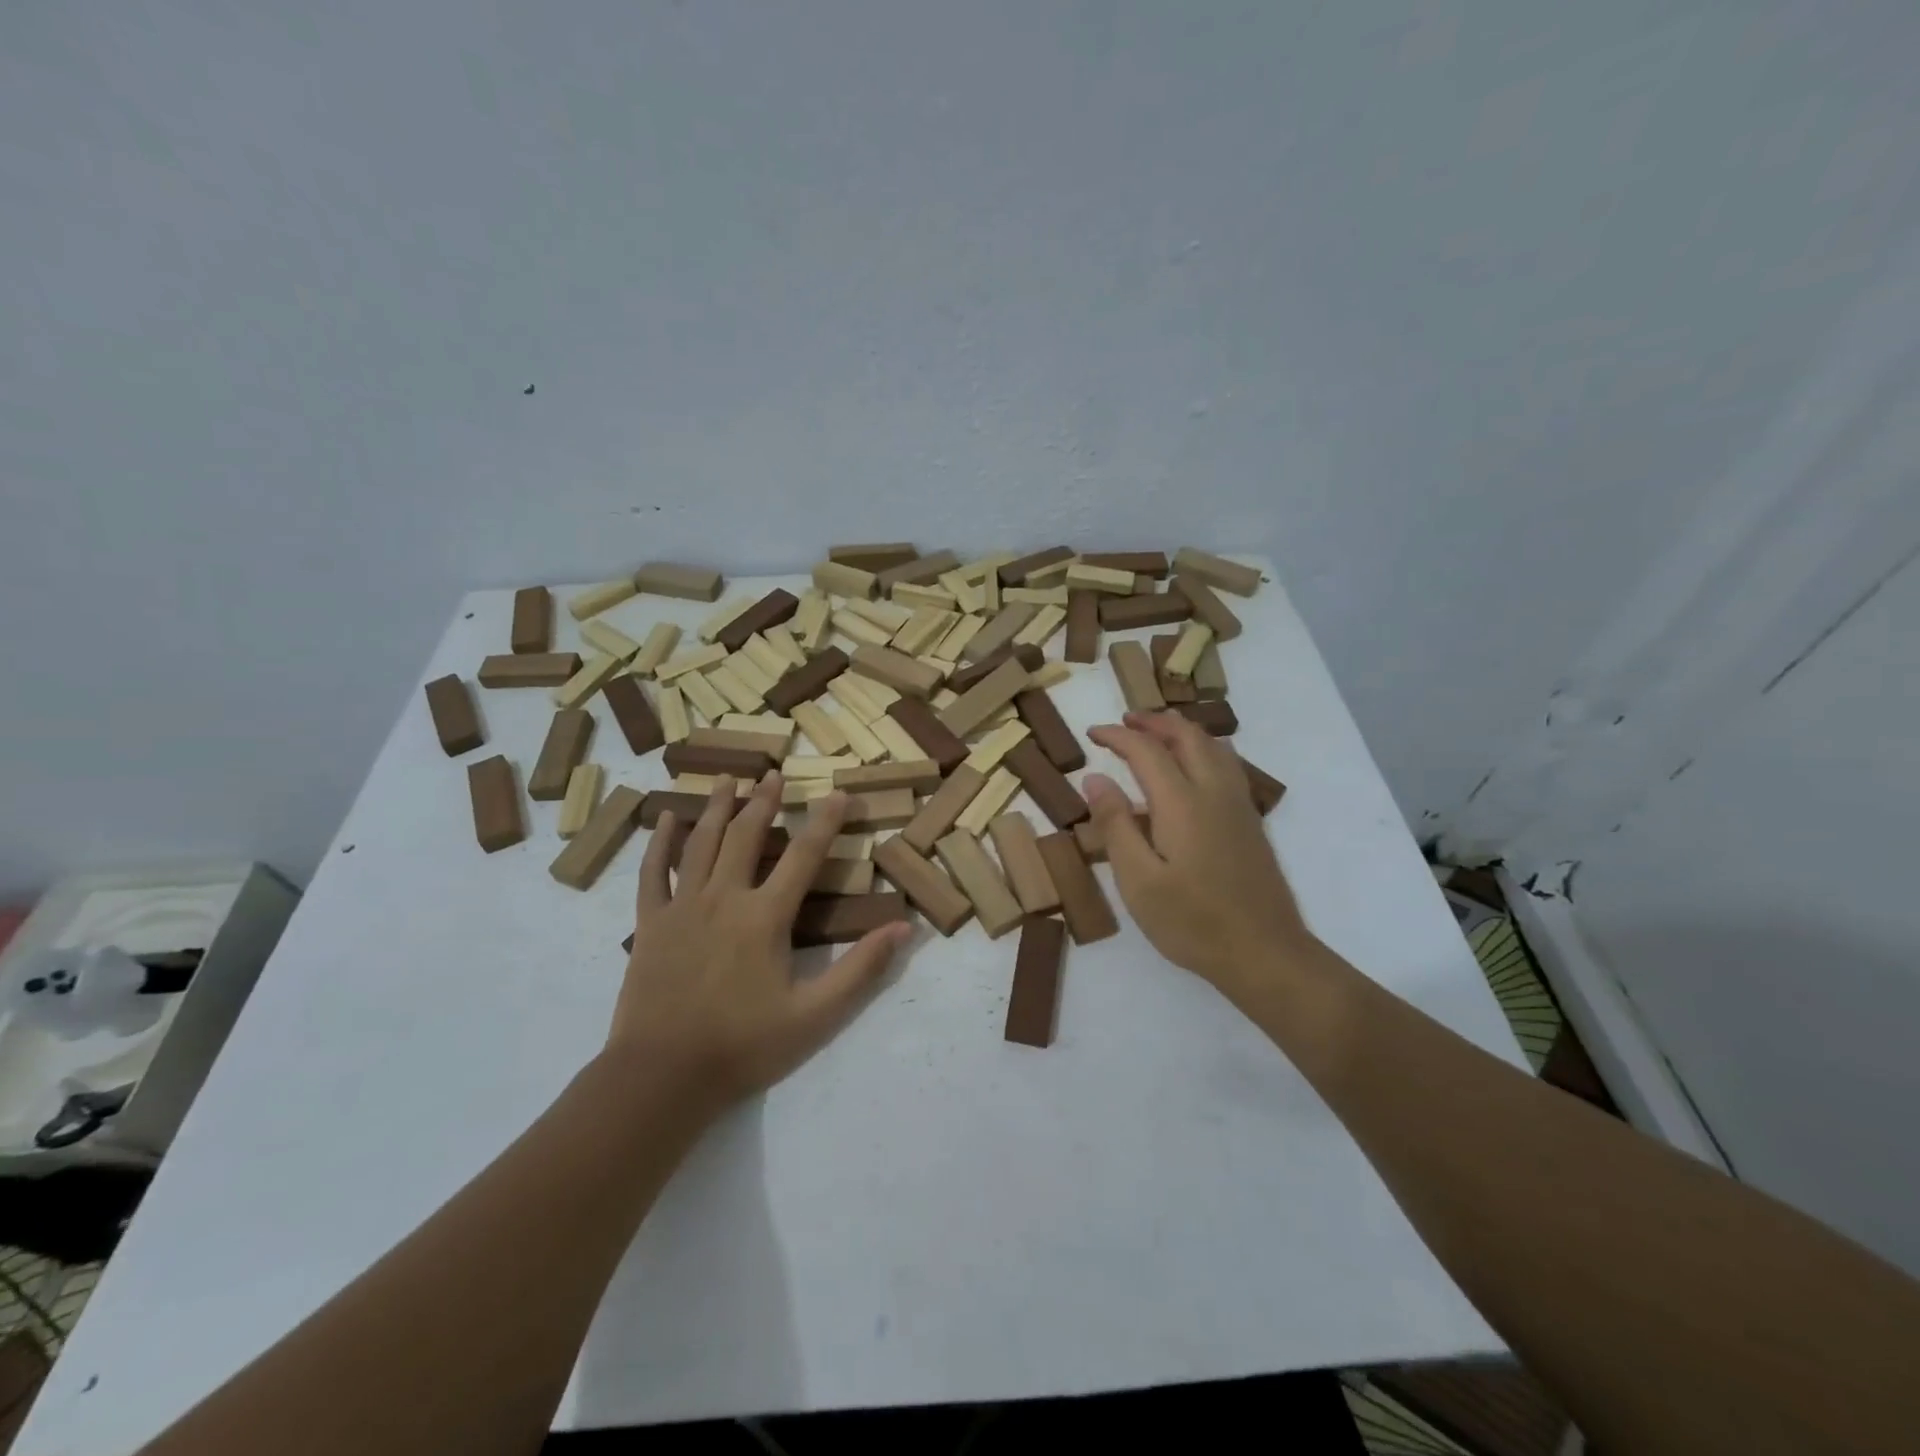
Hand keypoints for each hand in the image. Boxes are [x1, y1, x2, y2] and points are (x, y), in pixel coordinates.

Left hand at [608, 773, 909, 1111]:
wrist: (662, 1077)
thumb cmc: (743, 1046)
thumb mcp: (815, 1016)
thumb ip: (861, 969)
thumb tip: (904, 928)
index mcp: (765, 917)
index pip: (803, 856)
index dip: (825, 822)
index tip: (838, 793)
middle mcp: (723, 898)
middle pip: (746, 835)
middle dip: (764, 801)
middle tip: (774, 774)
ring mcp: (682, 907)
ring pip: (701, 843)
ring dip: (715, 807)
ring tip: (726, 779)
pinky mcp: (650, 924)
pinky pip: (653, 872)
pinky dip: (658, 843)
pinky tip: (664, 819)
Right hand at [1085, 712, 1313, 1006]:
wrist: (1265, 953)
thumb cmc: (1192, 921)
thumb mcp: (1138, 880)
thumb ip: (1115, 825)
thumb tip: (1095, 779)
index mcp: (1182, 803)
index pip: (1146, 750)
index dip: (1117, 736)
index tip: (1093, 734)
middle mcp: (1214, 792)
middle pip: (1187, 735)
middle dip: (1153, 722)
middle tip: (1125, 723)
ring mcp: (1238, 805)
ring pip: (1213, 746)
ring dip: (1181, 731)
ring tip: (1157, 735)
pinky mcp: (1251, 822)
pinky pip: (1227, 764)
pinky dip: (1203, 749)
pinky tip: (1194, 768)